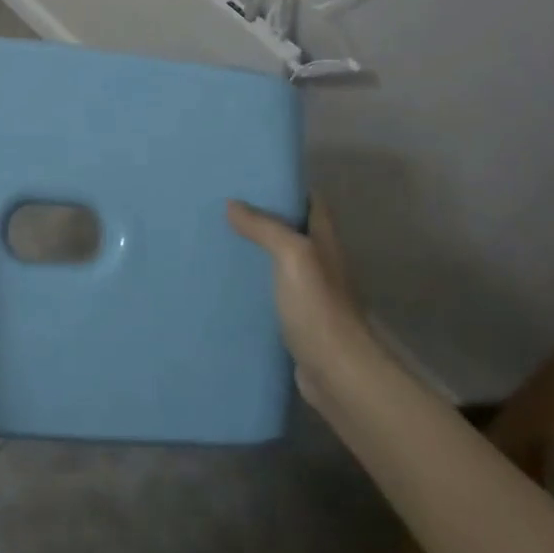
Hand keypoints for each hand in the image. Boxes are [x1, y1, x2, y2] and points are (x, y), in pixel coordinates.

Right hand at [227, 198, 369, 404]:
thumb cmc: (319, 308)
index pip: (310, 202)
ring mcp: (309, 294)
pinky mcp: (296, 320)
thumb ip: (265, 228)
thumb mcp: (293, 256)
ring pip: (278, 262)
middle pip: (291, 230)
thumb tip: (233, 204)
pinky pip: (270, 292)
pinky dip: (252, 284)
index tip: (252, 178)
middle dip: (261, 218)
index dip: (286, 188)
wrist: (338, 374)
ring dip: (254, 252)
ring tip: (215, 240)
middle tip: (221, 207)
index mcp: (324, 241)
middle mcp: (320, 263)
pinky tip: (225, 284)